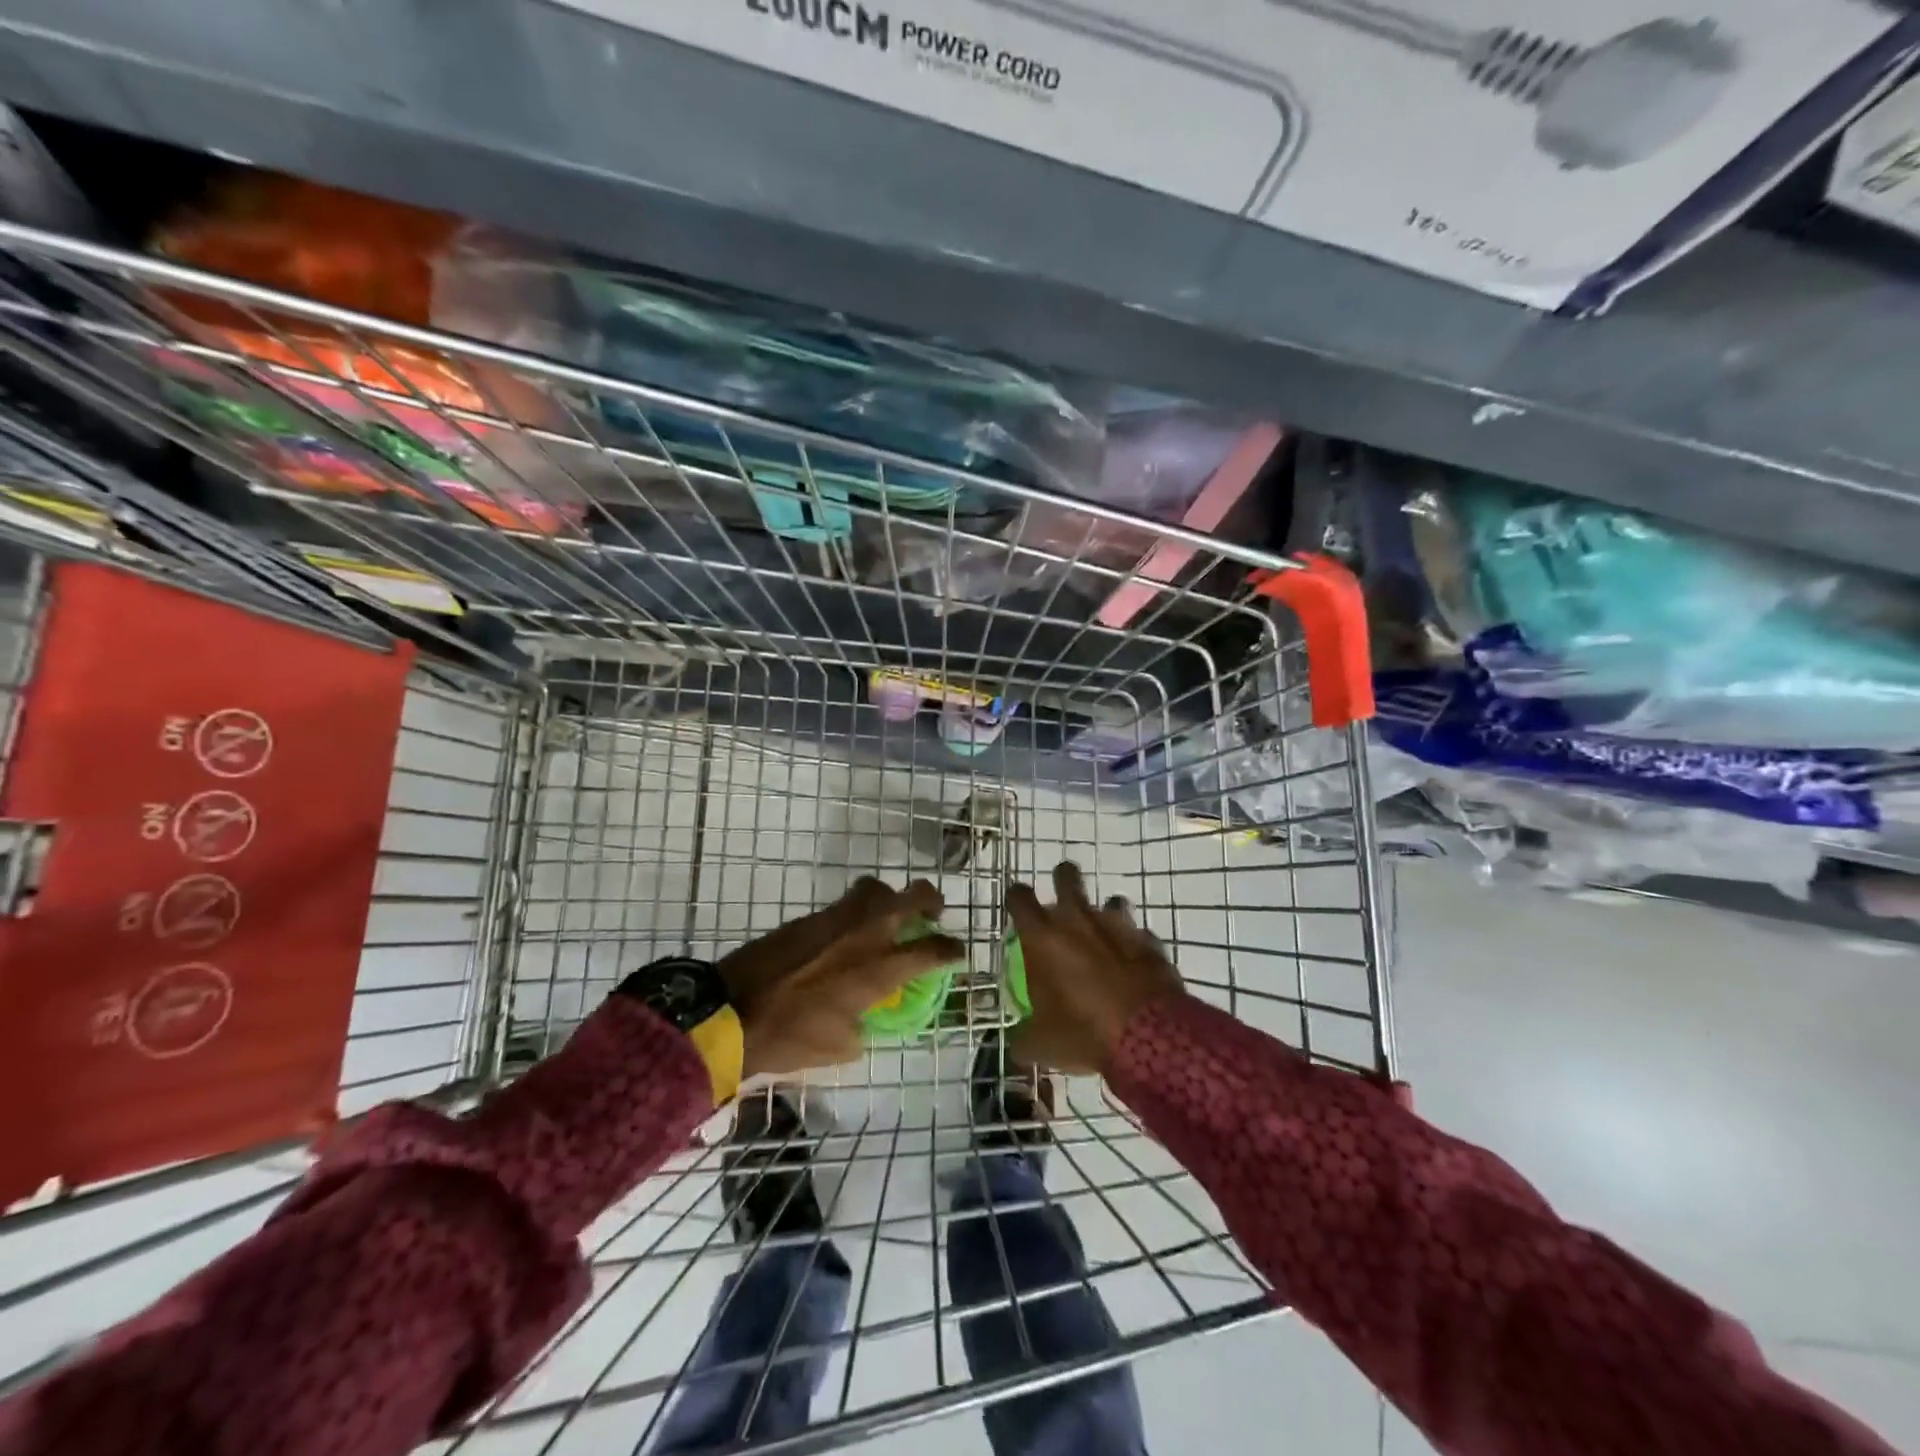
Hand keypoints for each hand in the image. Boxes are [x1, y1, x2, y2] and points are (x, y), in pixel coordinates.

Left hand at [719, 877, 963, 1079]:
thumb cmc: (789, 1037)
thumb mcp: (839, 1048)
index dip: (951, 950)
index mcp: (879, 969)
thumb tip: (865, 1018)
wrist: (730, 1011)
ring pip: (876, 888)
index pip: (932, 950)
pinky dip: (856, 912)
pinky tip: (848, 934)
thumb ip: (863, 1027)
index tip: (957, 953)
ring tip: (888, 915)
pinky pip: (844, 903)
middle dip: (931, 900)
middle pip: (913, 896)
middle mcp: (866, 934)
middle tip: (933, 913)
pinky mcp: (809, 916)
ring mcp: (836, 918)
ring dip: (890, 898)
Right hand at [1007, 862, 1184, 1075]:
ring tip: (1105, 932)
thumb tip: (1017, 1045)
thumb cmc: (1082, 1033)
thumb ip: (1024, 1038)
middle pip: (1066, 877)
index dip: (1016, 896)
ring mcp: (1118, 926)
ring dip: (1106, 912)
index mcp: (1043, 938)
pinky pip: (1139, 934)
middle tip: (1062, 893)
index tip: (1017, 902)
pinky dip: (1134, 944)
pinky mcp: (1149, 941)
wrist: (1148, 1036)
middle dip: (1063, 877)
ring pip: (1111, 901)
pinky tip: (1134, 963)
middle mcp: (1078, 921)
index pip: (1020, 898)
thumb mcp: (1041, 1044)